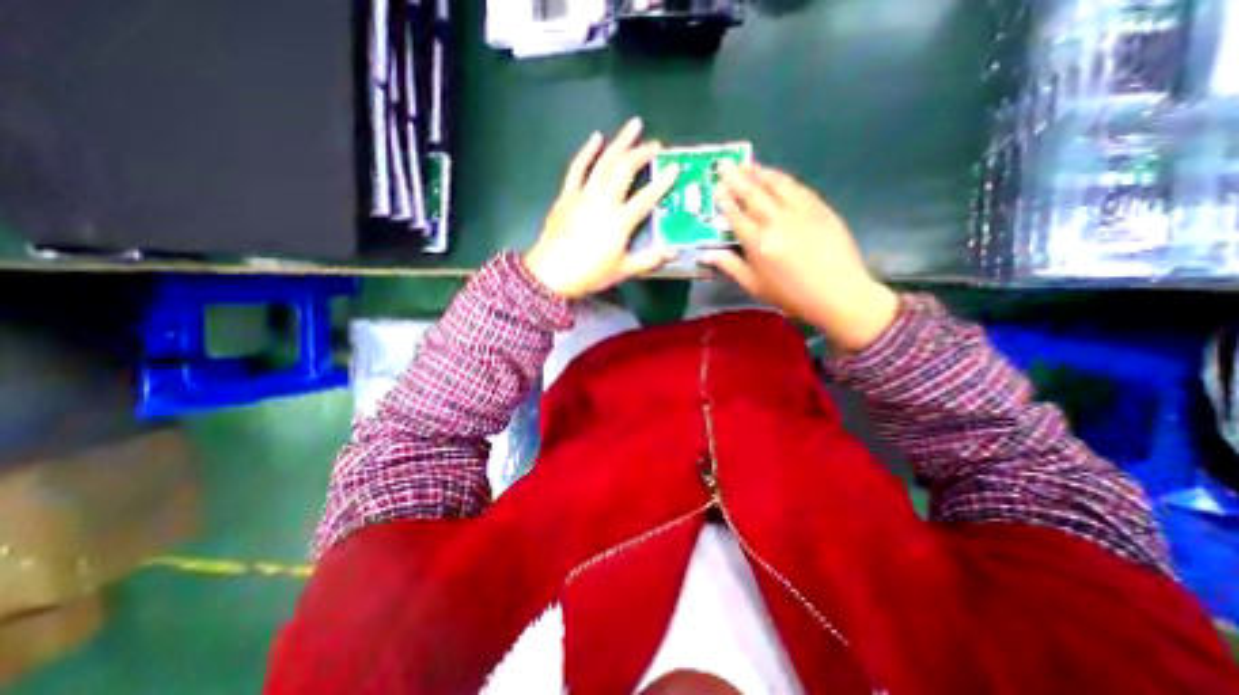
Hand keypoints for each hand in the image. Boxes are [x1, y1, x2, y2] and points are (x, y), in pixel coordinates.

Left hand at [521, 118, 676, 297]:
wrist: (552, 274)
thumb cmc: (590, 274)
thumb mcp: (623, 270)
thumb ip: (649, 260)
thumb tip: (674, 251)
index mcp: (620, 221)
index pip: (646, 197)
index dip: (662, 182)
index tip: (674, 168)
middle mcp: (604, 201)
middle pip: (625, 170)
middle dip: (642, 153)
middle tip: (656, 144)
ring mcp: (583, 195)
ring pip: (604, 162)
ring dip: (620, 142)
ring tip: (634, 125)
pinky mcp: (567, 195)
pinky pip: (577, 168)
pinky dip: (587, 151)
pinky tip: (596, 137)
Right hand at [705, 163, 902, 352]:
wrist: (838, 292)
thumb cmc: (791, 294)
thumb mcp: (755, 286)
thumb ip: (730, 266)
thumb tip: (706, 254)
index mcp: (758, 243)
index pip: (736, 216)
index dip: (724, 201)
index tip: (716, 188)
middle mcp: (777, 221)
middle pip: (752, 194)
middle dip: (736, 178)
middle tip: (724, 164)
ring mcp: (800, 211)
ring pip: (775, 184)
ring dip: (758, 171)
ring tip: (746, 162)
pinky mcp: (819, 207)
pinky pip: (797, 187)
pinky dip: (782, 178)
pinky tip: (775, 174)